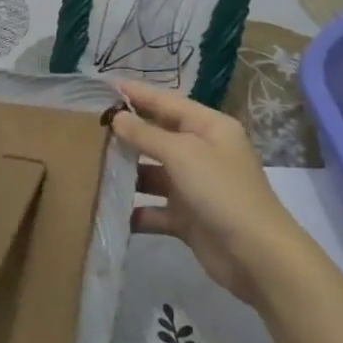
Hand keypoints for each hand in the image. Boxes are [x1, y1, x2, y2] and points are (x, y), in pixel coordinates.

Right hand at [109, 80, 302, 305]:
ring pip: (152, 173)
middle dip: (126, 131)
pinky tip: (106, 207)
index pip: (167, 101)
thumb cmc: (221, 191)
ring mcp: (194, 186)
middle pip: (157, 135)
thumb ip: (146, 134)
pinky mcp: (186, 218)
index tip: (102, 86)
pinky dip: (134, 210)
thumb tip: (116, 117)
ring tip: (88, 164)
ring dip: (126, 172)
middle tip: (86, 125)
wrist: (257, 256)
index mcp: (209, 127)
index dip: (136, 93)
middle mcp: (202, 152)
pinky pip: (153, 209)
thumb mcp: (182, 153)